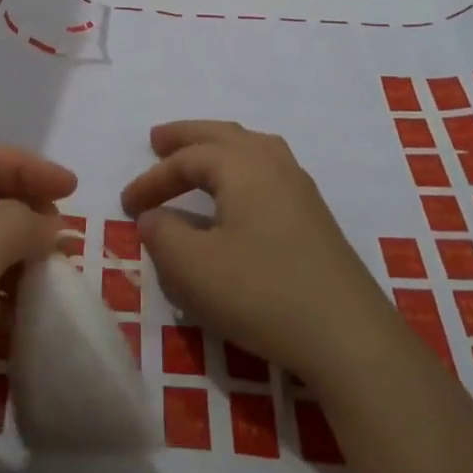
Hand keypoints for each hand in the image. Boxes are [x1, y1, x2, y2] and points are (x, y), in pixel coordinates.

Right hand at [121, 120, 393, 389]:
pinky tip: (239, 193)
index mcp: (243, 167)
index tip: (126, 206)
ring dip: (220, 148)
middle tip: (157, 139)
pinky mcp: (316, 218)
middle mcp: (275, 166)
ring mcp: (301, 190)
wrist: (347, 336)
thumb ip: (162, 233)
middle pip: (224, 135)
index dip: (152, 178)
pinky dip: (242, 168)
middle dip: (187, 137)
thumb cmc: (260, 293)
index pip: (187, 159)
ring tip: (200, 155)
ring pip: (254, 148)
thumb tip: (154, 217)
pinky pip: (270, 171)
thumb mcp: (192, 267)